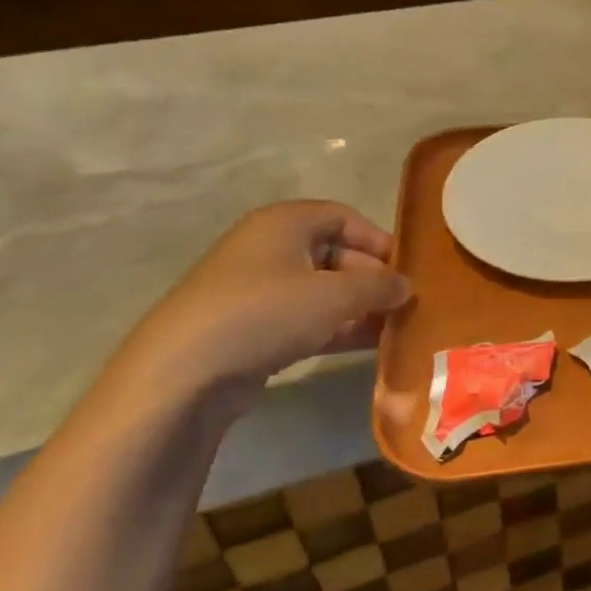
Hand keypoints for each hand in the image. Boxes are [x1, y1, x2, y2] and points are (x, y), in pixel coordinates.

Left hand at [113, 200, 412, 404]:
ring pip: (323, 290)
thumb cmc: (266, 313)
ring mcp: (258, 290)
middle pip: (336, 254)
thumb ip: (379, 286)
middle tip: (405, 305)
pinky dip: (337, 328)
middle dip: (372, 279)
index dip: (379, 240)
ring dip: (359, 308)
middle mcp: (270, 248)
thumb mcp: (335, 295)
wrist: (183, 374)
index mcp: (284, 223)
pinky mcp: (252, 328)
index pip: (344, 217)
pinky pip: (306, 319)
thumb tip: (407, 286)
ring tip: (395, 328)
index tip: (406, 269)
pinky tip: (368, 346)